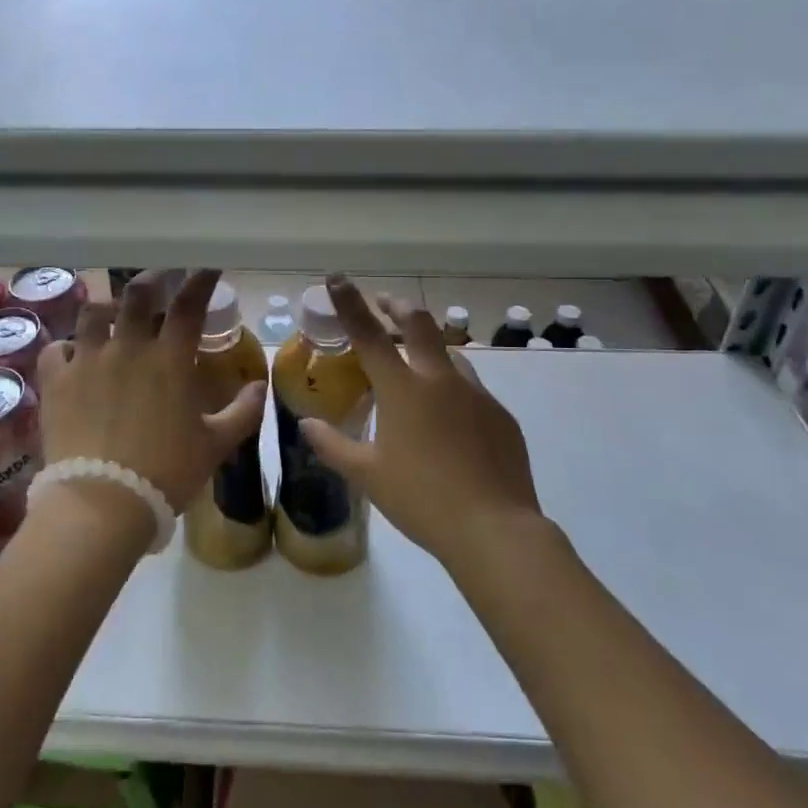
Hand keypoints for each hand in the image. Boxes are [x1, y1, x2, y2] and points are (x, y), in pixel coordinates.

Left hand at [36, 269, 266, 517]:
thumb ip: (242, 412)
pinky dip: (66, 348)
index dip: (201, 281)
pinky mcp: (56, 381)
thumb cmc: (167, 472)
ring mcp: (87, 360)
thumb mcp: (215, 445)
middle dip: (151, 280)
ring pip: (93, 313)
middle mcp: (128, 347)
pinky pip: (56, 349)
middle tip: (158, 280)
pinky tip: (72, 356)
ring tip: (112, 315)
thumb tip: (260, 385)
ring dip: (107, 309)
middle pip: (137, 294)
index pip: (189, 305)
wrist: (102, 502)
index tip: (208, 268)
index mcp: (170, 359)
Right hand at [301, 275, 543, 570]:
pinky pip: (471, 389)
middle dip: (396, 306)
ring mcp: (476, 394)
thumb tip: (306, 425)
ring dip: (427, 348)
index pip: (369, 333)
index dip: (350, 302)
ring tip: (415, 365)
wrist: (494, 530)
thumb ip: (333, 445)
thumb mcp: (367, 475)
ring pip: (449, 353)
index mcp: (403, 389)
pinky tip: (448, 420)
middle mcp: (441, 379)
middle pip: (418, 323)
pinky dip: (451, 388)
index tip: (337, 277)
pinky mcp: (501, 415)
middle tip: (383, 304)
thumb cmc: (421, 499)